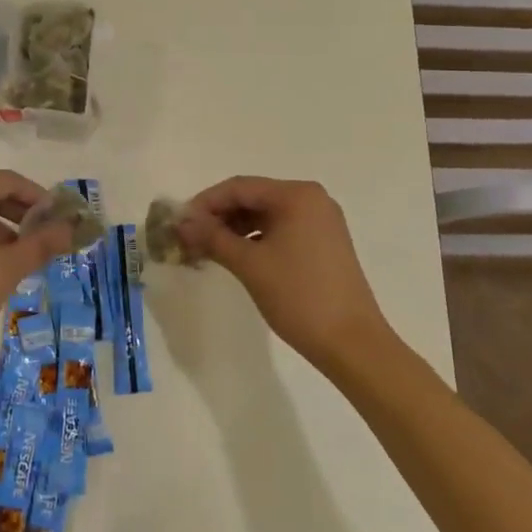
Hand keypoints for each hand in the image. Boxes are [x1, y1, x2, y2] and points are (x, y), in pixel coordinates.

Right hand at [178, 177, 390, 372]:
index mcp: (296, 195)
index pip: (239, 187)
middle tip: (189, 237)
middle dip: (218, 216)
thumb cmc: (299, 296)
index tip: (179, 223)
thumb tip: (181, 222)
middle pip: (253, 197)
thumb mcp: (249, 264)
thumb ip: (212, 237)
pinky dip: (255, 239)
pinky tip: (235, 256)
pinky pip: (280, 229)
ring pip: (265, 215)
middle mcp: (311, 199)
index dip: (205, 203)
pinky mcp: (323, 243)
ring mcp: (321, 221)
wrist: (353, 344)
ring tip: (206, 249)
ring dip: (234, 228)